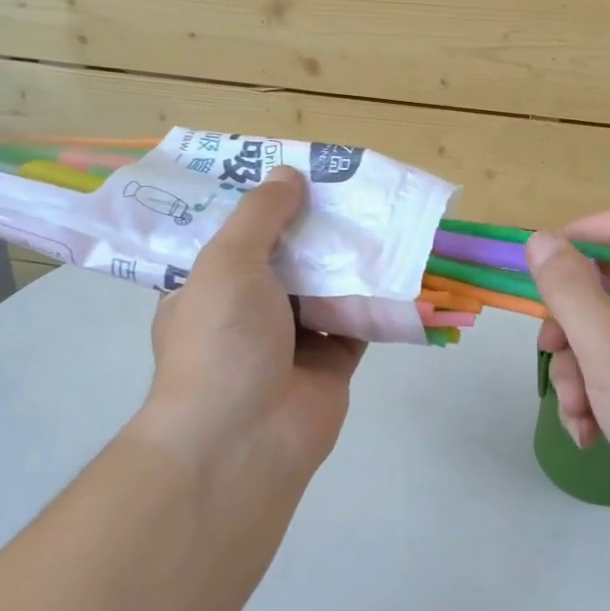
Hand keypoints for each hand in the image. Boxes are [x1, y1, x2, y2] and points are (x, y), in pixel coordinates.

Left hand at [142, 168, 364, 482]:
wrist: (245, 439)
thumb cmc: (222, 340)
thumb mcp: (228, 262)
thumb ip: (260, 216)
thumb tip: (289, 173)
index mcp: (210, 287)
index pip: (236, 236)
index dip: (263, 204)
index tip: (293, 171)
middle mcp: (249, 310)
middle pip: (288, 257)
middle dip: (315, 226)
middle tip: (348, 185)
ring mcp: (291, 339)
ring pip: (327, 286)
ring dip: (349, 258)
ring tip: (379, 212)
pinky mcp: (332, 361)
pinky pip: (358, 319)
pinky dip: (377, 297)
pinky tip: (400, 261)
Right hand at [527, 210, 609, 552]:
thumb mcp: (608, 345)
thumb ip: (568, 288)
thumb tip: (539, 239)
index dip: (577, 237)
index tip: (537, 266)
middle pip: (608, 284)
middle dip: (570, 324)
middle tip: (549, 351)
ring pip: (607, 332)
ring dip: (578, 369)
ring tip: (577, 410)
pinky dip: (598, 394)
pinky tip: (589, 431)